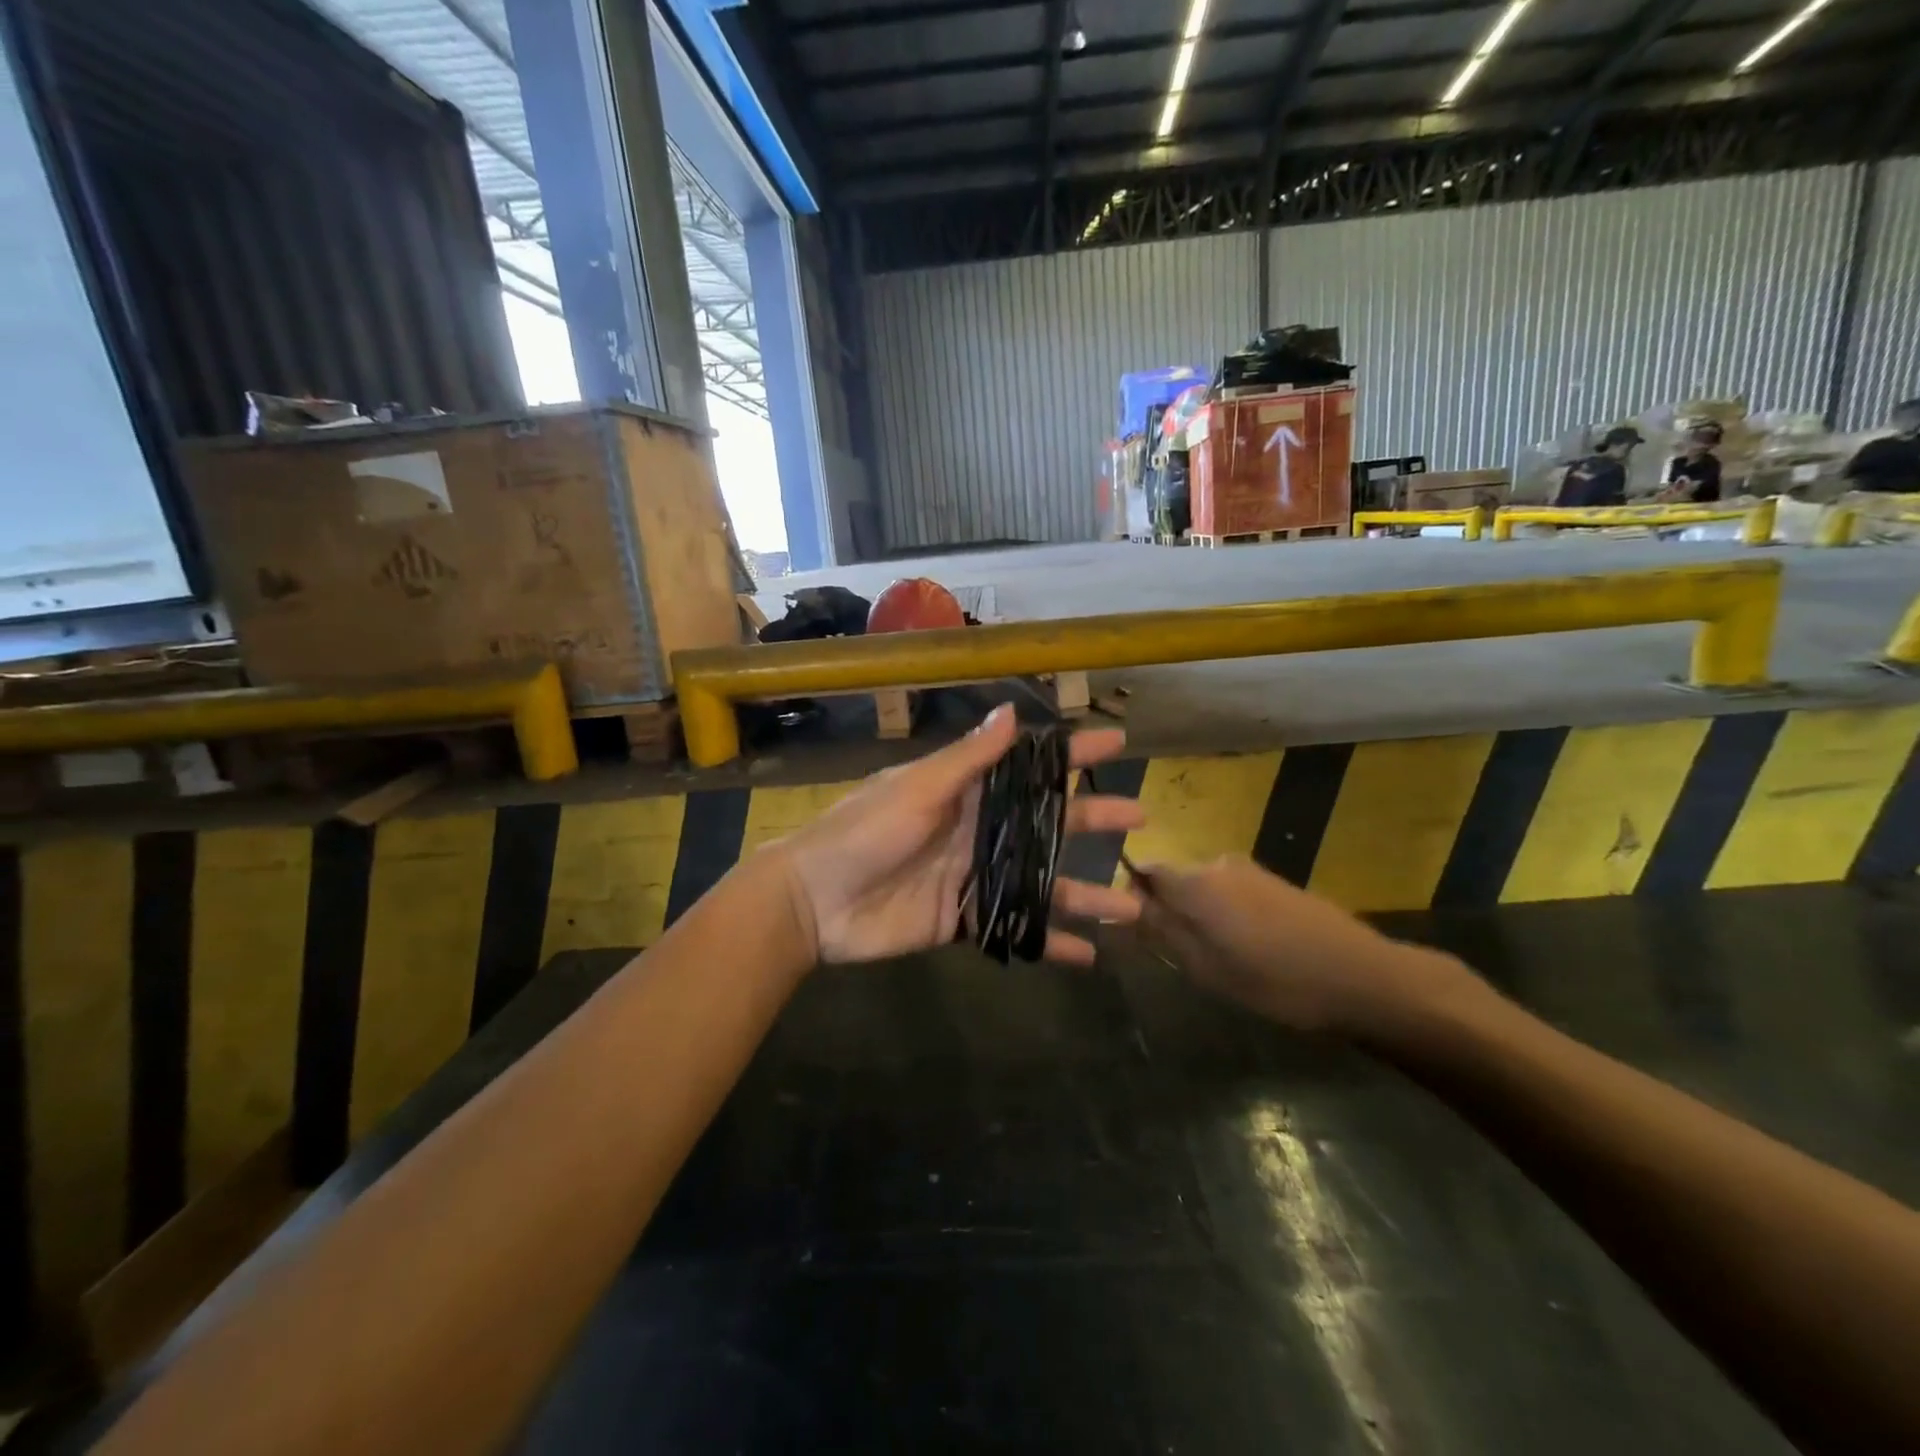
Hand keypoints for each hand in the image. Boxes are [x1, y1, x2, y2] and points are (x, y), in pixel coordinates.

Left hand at [768, 706, 1145, 966]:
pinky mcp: (964, 919)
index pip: (1028, 765)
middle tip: (1139, 817)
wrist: (815, 900)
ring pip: (1042, 882)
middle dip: (1092, 819)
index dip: (1070, 755)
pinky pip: (1015, 928)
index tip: (1116, 744)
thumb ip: (966, 760)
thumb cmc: (864, 831)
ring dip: (1084, 893)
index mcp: (966, 790)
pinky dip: (1048, 942)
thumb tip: (1012, 713)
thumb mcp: (917, 789)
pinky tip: (1087, 956)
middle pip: (1047, 822)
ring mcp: (975, 876)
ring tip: (1132, 907)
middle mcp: (979, 829)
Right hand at [1136, 856, 1477, 1033]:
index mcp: (1194, 881)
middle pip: (1173, 879)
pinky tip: (1250, 949)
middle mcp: (1216, 864)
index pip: (1143, 870)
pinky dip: (1227, 915)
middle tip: (1182, 955)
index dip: (1133, 896)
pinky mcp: (1274, 882)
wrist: (1361, 976)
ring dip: (1200, 915)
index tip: (1141, 931)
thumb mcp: (1205, 967)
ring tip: (1220, 958)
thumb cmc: (1274, 979)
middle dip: (1169, 909)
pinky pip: (1231, 892)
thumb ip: (1162, 930)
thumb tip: (1125, 905)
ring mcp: (1249, 870)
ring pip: (1203, 887)